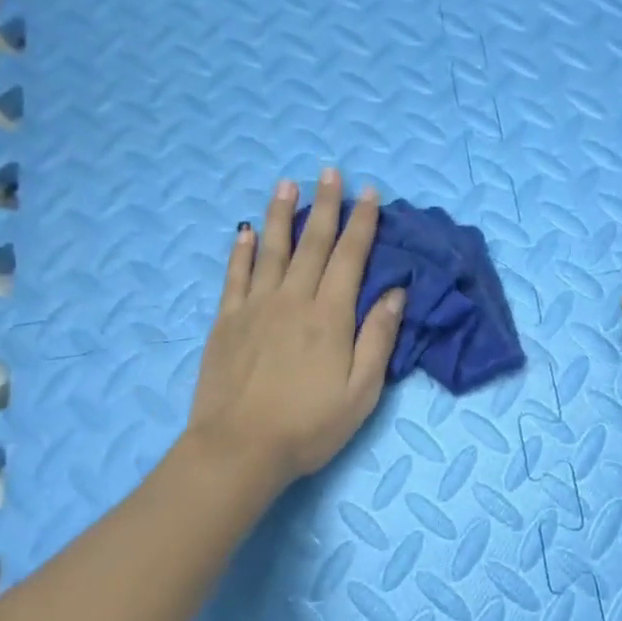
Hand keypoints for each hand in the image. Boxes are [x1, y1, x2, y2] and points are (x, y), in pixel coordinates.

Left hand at [185, 170, 404, 490]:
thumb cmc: (310, 425)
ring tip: (287, 183)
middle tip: (330, 172)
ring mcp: (255, 307)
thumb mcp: (362, 390)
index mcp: (330, 316)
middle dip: (326, 206)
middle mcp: (293, 299)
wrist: (240, 448)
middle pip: (313, 244)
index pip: (351, 257)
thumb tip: (395, 292)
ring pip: (272, 249)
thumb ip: (379, 337)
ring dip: (281, 214)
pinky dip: (241, 249)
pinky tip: (245, 230)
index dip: (363, 223)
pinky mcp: (227, 321)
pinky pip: (235, 275)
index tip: (369, 193)